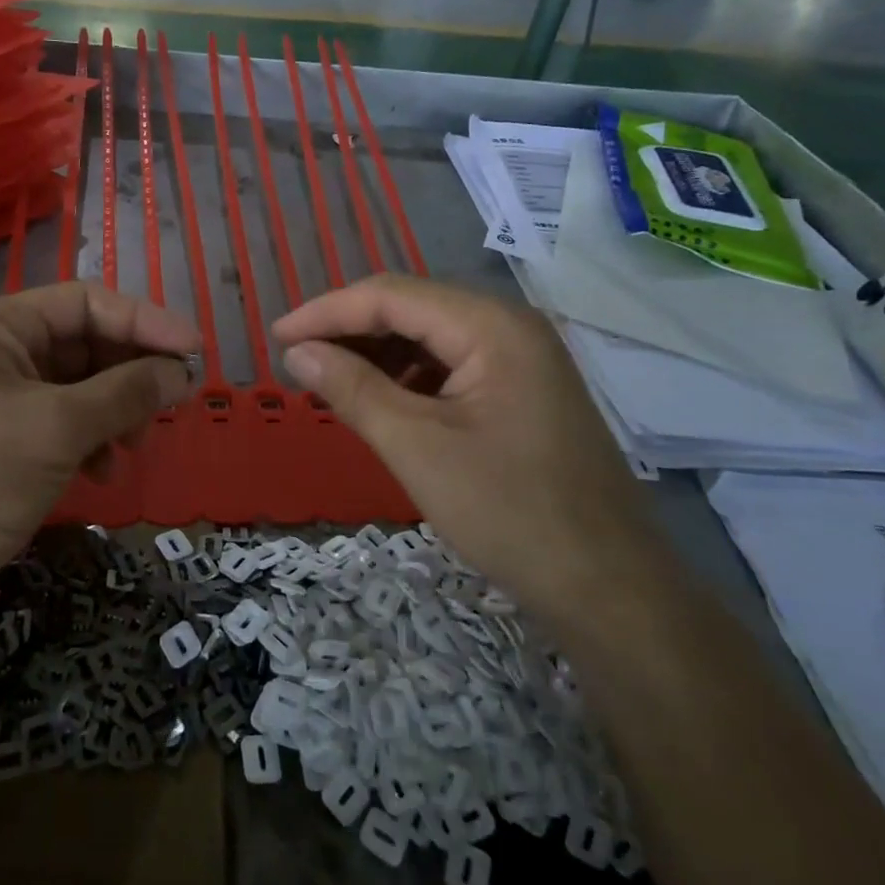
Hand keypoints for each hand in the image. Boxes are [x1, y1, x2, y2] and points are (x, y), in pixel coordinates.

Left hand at [0, 283, 198, 609]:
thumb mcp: (58, 427)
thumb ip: (126, 392)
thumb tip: (183, 372)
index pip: (86, 302)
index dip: (145, 321)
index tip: (196, 352)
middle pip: (84, 343)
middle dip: (130, 373)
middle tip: (172, 405)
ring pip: (78, 387)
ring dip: (115, 411)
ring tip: (134, 446)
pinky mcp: (1, 442)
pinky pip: (61, 423)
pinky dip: (90, 440)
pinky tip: (103, 472)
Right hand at [273, 274, 658, 622]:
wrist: (608, 588)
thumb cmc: (509, 513)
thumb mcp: (416, 448)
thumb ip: (352, 389)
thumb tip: (296, 351)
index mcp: (492, 326)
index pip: (391, 296)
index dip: (326, 312)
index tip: (276, 337)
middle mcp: (510, 326)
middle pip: (411, 308)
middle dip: (349, 330)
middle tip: (296, 360)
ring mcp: (521, 358)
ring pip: (429, 336)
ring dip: (375, 353)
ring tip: (327, 380)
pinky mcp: (521, 390)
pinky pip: (451, 365)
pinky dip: (407, 377)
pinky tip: (379, 401)